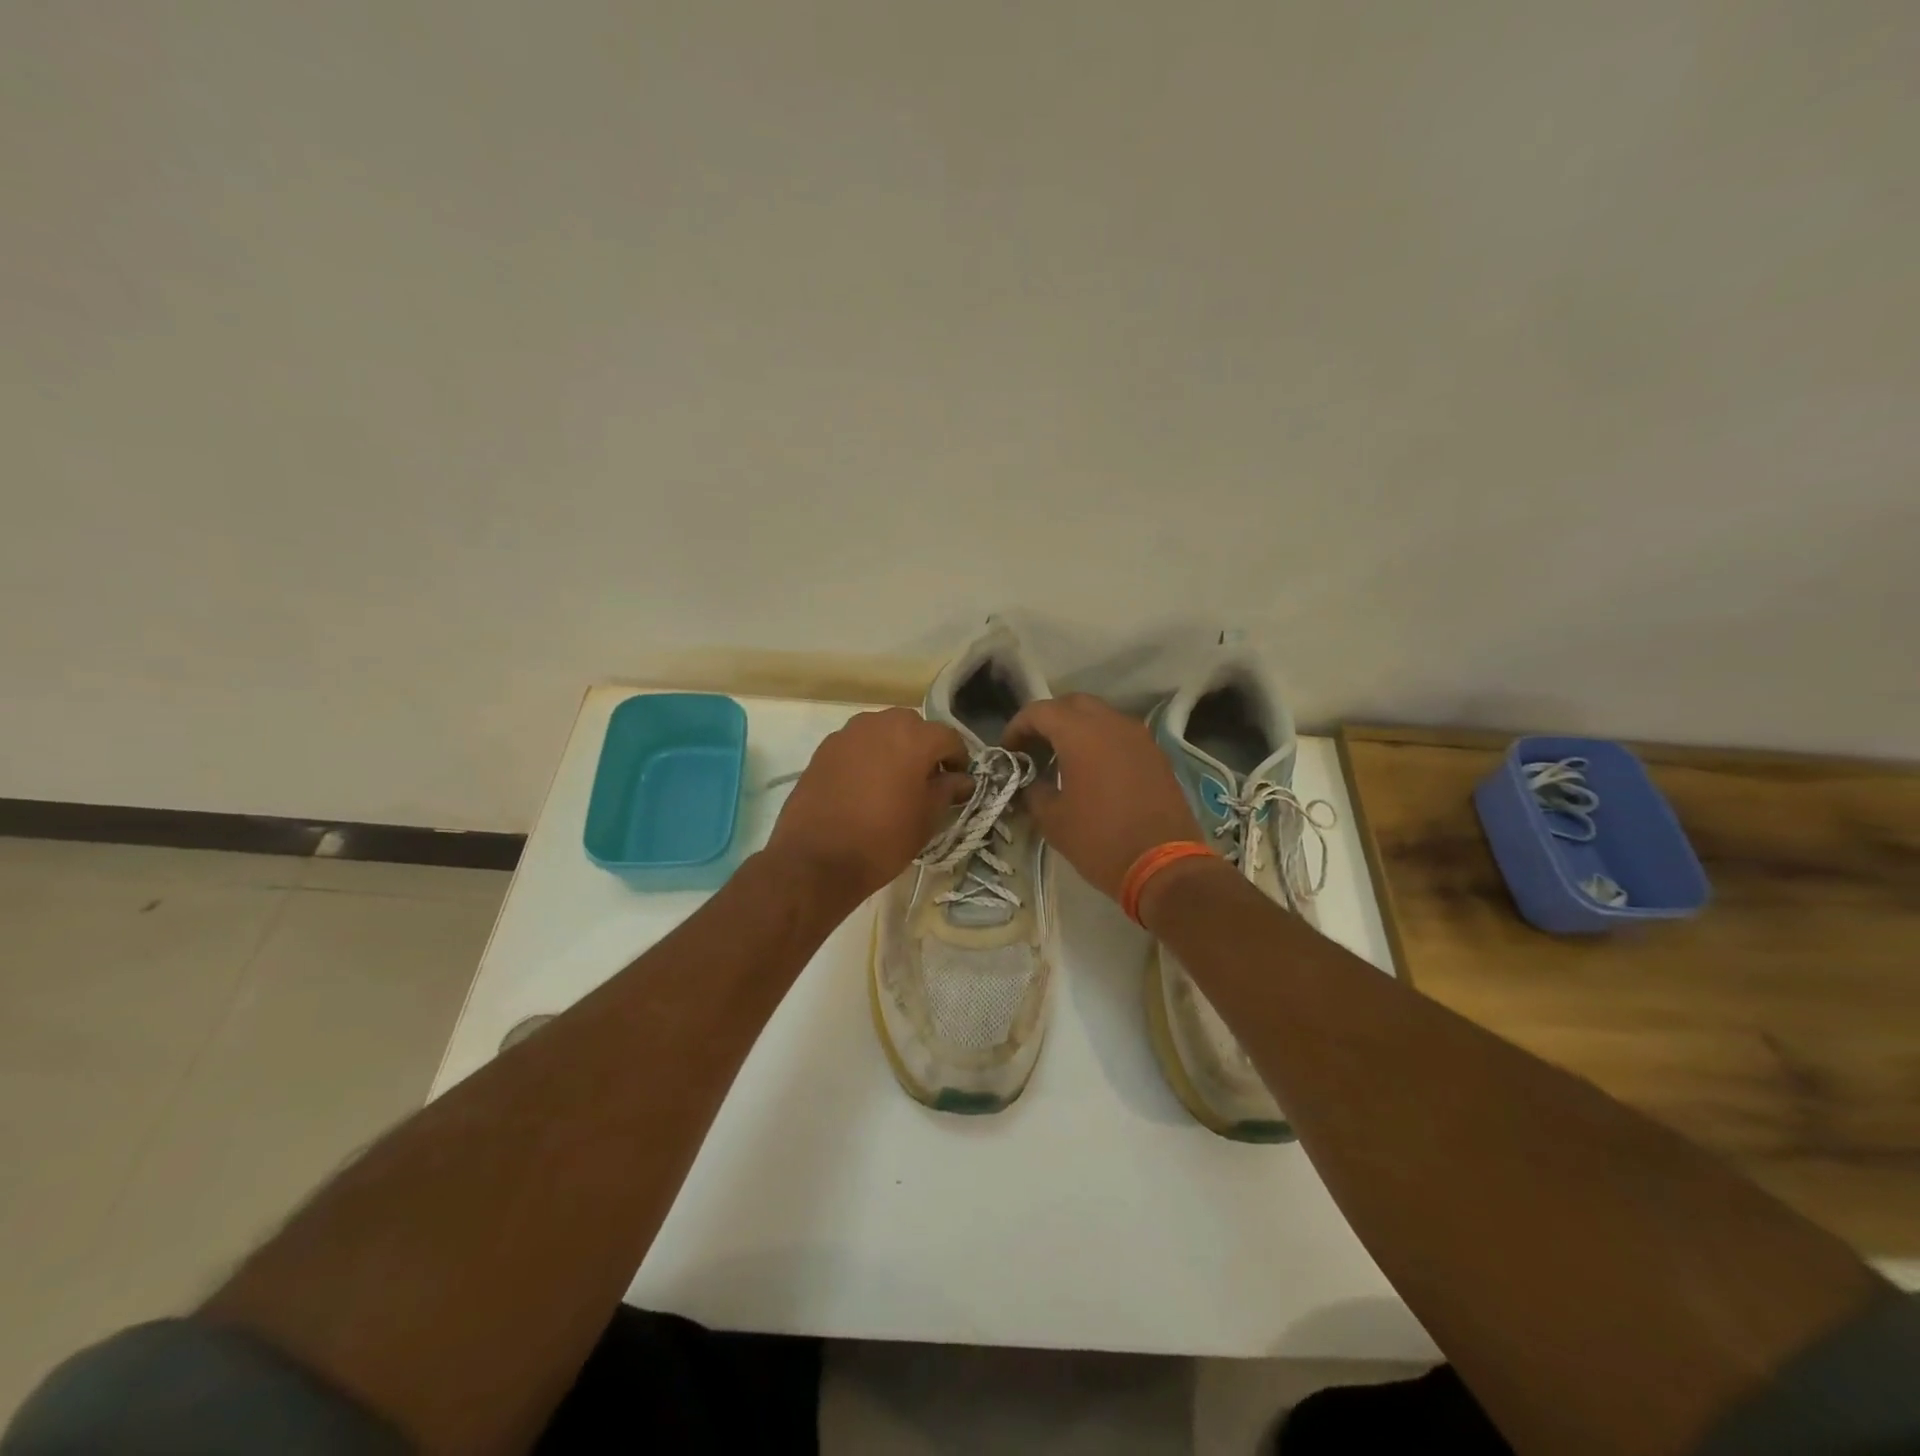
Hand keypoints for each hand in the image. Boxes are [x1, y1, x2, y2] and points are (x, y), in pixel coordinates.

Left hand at [766, 707, 972, 904]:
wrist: (816, 858)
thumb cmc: (883, 838)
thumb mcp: (926, 818)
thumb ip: (948, 790)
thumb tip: (962, 779)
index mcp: (913, 737)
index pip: (948, 737)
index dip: (959, 759)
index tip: (958, 781)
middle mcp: (880, 723)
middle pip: (913, 727)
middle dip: (924, 749)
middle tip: (926, 780)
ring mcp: (848, 734)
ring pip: (882, 732)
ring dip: (895, 749)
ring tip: (894, 781)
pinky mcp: (824, 749)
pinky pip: (857, 745)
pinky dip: (868, 757)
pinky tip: (865, 785)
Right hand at [1004, 693, 1205, 903]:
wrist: (1164, 865)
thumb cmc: (1100, 840)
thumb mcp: (1053, 820)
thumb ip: (1034, 791)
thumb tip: (1030, 781)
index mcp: (1080, 734)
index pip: (1039, 711)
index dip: (1017, 727)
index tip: (1008, 751)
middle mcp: (1111, 724)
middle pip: (1072, 704)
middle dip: (1048, 720)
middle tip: (1034, 747)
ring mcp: (1138, 736)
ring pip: (1100, 715)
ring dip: (1077, 728)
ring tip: (1061, 759)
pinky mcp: (1155, 754)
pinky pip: (1120, 734)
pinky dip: (1100, 741)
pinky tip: (1092, 770)